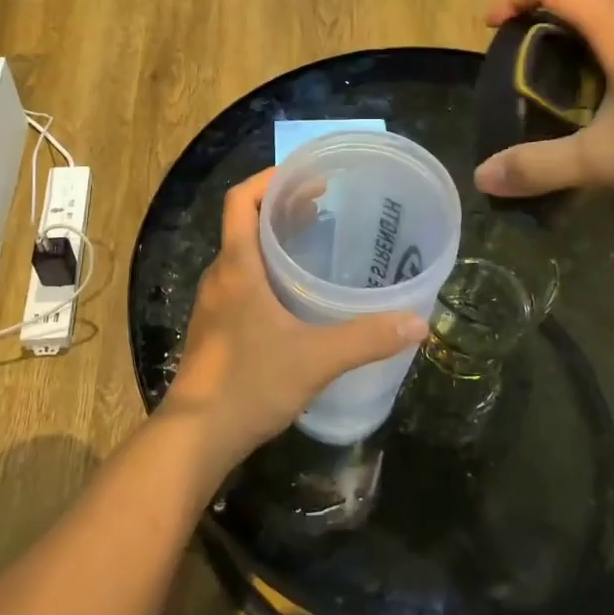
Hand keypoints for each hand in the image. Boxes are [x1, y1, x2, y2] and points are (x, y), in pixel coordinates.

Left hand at [162, 170, 428, 460]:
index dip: (269, 179)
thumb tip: (418, 323)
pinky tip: (296, 294)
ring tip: (316, 241)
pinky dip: (267, 270)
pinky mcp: (216, 328)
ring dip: (274, 240)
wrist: (195, 438)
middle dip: (281, 207)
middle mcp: (221, 276)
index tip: (306, 176)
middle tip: (325, 205)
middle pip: (245, 223)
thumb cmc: (249, 384)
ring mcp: (214, 304)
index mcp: (236, 266)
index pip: (241, 200)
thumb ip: (366, 338)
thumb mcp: (315, 358)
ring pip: (243, 254)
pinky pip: (242, 280)